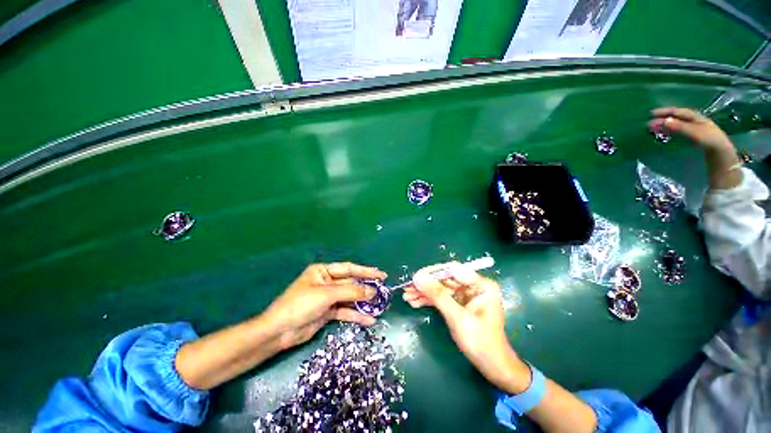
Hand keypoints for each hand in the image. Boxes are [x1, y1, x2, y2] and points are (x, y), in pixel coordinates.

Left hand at [265, 262, 386, 349]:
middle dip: (366, 288)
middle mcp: (327, 282)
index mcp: (323, 271)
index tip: (381, 275)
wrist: (279, 332)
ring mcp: (327, 298)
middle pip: (350, 283)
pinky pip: (345, 311)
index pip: (349, 268)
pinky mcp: (327, 312)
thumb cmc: (301, 305)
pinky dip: (356, 315)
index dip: (366, 271)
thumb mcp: (327, 294)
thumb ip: (351, 291)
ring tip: (379, 305)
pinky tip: (368, 320)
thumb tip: (372, 291)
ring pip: (349, 298)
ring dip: (362, 302)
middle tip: (383, 290)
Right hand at [404, 263, 530, 393]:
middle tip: (408, 288)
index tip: (416, 278)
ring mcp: (465, 295)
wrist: (492, 367)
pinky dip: (429, 300)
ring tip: (407, 296)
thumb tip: (418, 277)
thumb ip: (438, 295)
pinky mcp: (459, 304)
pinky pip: (441, 298)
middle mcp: (473, 286)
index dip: (433, 272)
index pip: (453, 270)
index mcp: (481, 285)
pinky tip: (415, 302)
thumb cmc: (480, 342)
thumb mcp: (457, 317)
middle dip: (426, 284)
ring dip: (424, 293)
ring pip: (440, 288)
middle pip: (445, 279)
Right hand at [648, 107, 733, 152]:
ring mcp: (693, 130)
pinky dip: (669, 131)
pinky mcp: (692, 138)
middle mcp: (694, 121)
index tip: (651, 113)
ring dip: (664, 126)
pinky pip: (677, 131)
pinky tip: (664, 134)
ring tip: (653, 129)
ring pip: (676, 125)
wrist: (721, 153)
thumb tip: (663, 121)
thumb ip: (680, 127)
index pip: (678, 112)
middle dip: (663, 119)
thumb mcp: (695, 132)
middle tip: (649, 123)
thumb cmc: (709, 140)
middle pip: (676, 118)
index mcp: (695, 117)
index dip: (665, 111)